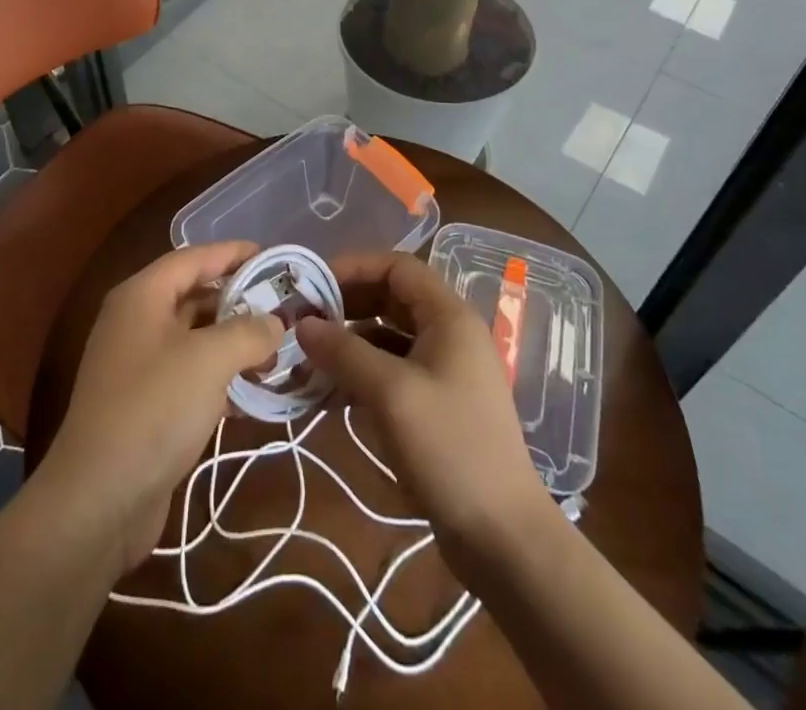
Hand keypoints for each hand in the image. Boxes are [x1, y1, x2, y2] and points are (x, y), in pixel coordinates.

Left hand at [35, 241, 282, 572]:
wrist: (99, 499)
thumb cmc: (154, 408)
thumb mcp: (209, 360)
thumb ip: (248, 332)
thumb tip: (275, 321)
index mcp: (142, 296)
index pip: (193, 258)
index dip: (232, 253)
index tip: (273, 257)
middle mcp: (136, 322)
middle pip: (194, 297)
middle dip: (239, 301)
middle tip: (284, 309)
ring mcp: (138, 365)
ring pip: (194, 339)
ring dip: (233, 343)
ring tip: (278, 351)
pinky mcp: (146, 404)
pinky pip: (190, 375)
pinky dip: (220, 376)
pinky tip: (253, 392)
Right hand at [296, 251, 548, 560]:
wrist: (503, 539)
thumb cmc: (450, 449)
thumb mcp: (390, 393)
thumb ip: (344, 351)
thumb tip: (301, 324)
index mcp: (449, 317)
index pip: (397, 267)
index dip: (354, 266)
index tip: (313, 283)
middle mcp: (449, 335)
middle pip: (390, 299)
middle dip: (346, 305)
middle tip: (303, 319)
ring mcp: (444, 372)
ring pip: (387, 338)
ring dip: (348, 342)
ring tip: (307, 356)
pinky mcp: (436, 406)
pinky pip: (392, 373)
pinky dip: (361, 375)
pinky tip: (328, 393)